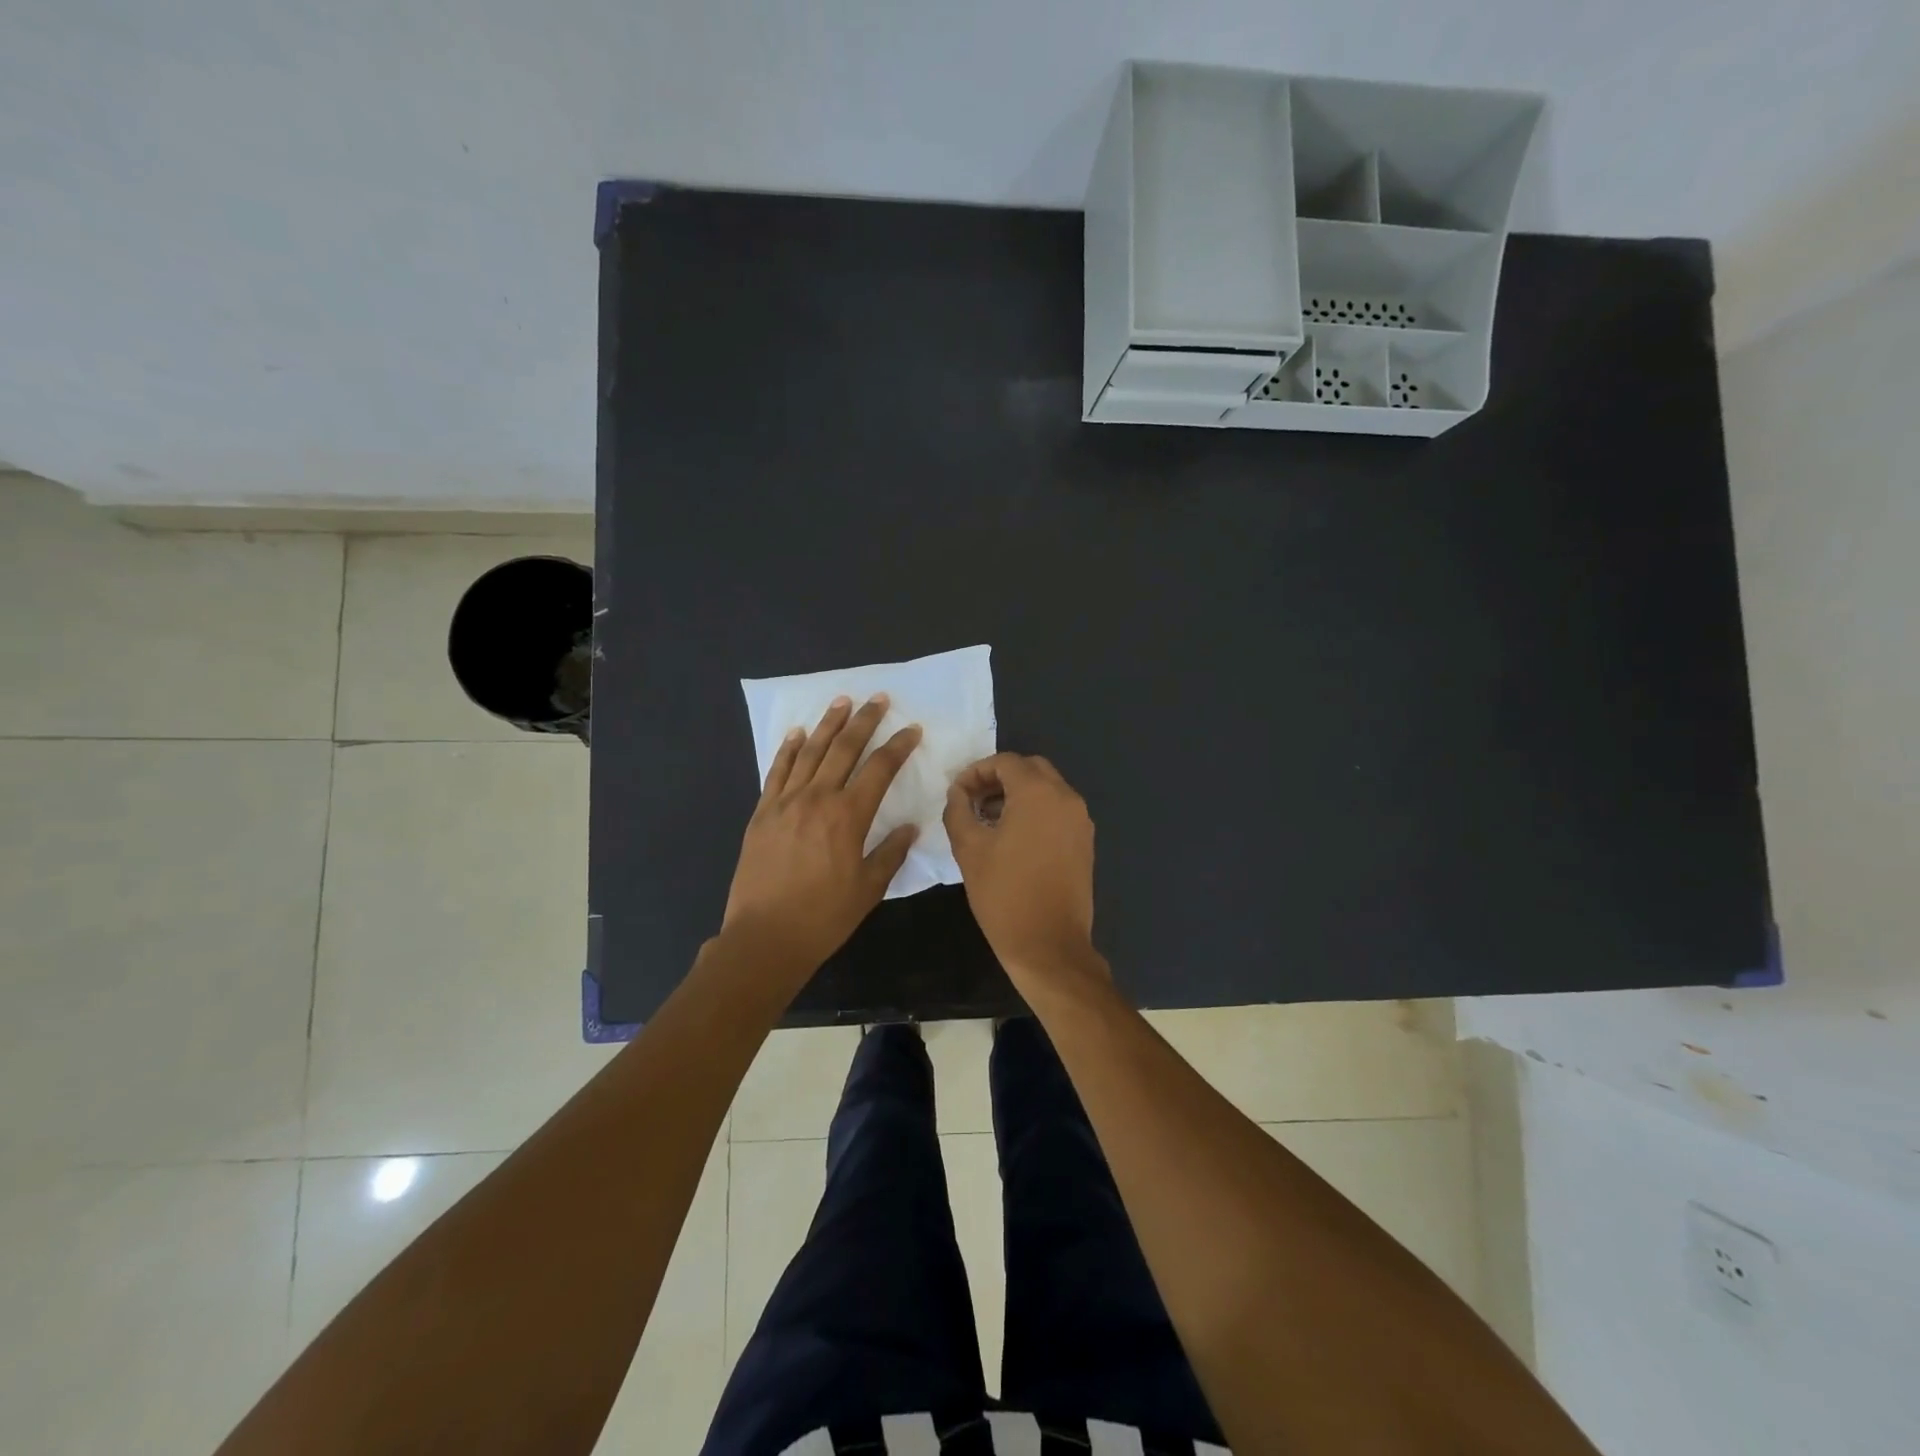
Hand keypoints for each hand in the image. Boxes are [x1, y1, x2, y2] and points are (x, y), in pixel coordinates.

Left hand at [722, 694, 920, 980]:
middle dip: (864, 720)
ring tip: (841, 701)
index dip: (898, 746)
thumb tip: (910, 827)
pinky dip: (788, 749)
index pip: (880, 769)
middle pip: (844, 748)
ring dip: (828, 724)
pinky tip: (797, 733)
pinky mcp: (762, 813)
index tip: (912, 729)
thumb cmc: (824, 917)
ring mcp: (785, 802)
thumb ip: (890, 853)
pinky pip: (777, 772)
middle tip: (878, 698)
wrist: (764, 937)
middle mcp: (817, 798)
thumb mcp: (868, 889)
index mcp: (849, 816)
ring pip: (810, 752)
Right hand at [943, 753, 1103, 984]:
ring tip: (988, 820)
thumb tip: (958, 792)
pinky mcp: (1085, 842)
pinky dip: (1035, 811)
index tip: (957, 793)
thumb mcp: (968, 849)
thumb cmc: (1004, 894)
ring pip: (1047, 788)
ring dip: (1017, 794)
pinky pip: (1058, 810)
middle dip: (999, 778)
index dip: (976, 772)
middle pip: (1030, 769)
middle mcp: (1066, 798)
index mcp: (1038, 793)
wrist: (1049, 945)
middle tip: (973, 801)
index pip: (1005, 762)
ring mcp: (1080, 820)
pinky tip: (1013, 837)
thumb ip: (958, 810)